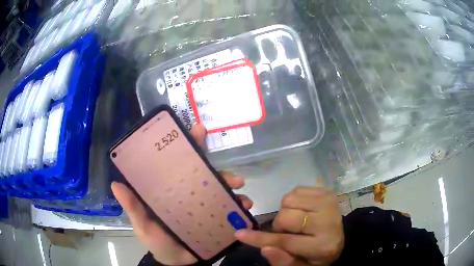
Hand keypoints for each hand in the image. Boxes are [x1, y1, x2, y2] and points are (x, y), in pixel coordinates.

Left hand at [111, 124, 253, 264]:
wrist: (177, 263)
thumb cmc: (157, 242)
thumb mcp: (143, 225)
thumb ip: (133, 207)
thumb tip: (116, 184)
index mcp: (170, 190)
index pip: (178, 164)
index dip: (188, 145)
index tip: (198, 130)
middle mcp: (188, 194)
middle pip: (204, 174)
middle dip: (220, 170)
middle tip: (233, 177)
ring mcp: (203, 206)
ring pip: (220, 189)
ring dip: (232, 187)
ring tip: (241, 194)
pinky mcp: (215, 218)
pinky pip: (229, 208)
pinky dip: (238, 205)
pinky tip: (245, 208)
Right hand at [235, 187, 343, 265]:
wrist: (339, 236)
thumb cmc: (317, 254)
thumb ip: (283, 261)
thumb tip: (264, 249)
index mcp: (323, 246)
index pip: (285, 241)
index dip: (259, 239)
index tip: (239, 234)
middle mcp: (328, 222)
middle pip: (286, 217)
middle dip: (279, 225)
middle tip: (287, 231)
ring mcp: (329, 202)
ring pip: (289, 199)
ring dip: (285, 211)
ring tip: (296, 220)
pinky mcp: (326, 191)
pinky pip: (296, 190)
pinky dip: (293, 200)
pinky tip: (302, 209)